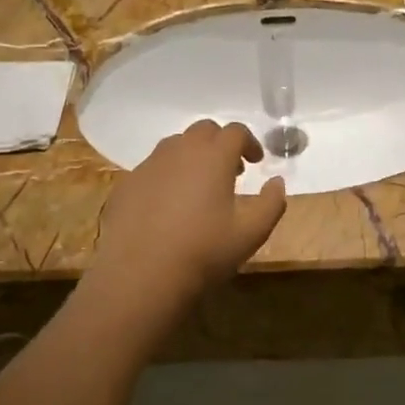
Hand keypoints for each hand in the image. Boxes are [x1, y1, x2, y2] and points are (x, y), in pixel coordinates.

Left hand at [91, 120, 287, 303]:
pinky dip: (168, 175)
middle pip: (204, 130)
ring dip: (193, 156)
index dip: (249, 142)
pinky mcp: (127, 184)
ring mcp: (149, 165)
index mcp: (213, 156)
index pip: (235, 132)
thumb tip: (277, 182)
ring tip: (200, 186)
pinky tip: (169, 205)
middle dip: (221, 144)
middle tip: (231, 171)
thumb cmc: (204, 251)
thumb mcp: (251, 232)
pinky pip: (153, 168)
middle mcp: (179, 150)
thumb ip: (272, 202)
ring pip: (175, 146)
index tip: (256, 161)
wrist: (140, 274)